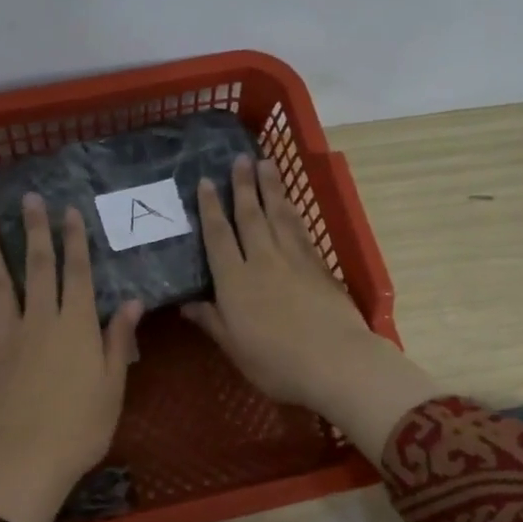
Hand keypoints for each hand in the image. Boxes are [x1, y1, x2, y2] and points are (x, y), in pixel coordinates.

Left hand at [0, 194, 142, 521]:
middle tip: (28, 199)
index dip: (75, 241)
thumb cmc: (82, 426)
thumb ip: (118, 340)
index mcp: (77, 326)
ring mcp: (9, 336)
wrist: (29, 457)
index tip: (69, 212)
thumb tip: (133, 302)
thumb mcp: (113, 385)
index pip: (77, 273)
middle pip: (37, 268)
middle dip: (35, 231)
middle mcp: (41, 321)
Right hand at [183, 155, 438, 463]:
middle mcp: (262, 261)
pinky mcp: (320, 267)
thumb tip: (186, 304)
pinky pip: (301, 230)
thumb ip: (211, 321)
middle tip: (240, 158)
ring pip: (279, 215)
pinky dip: (294, 212)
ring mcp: (294, 260)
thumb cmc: (276, 363)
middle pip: (250, 216)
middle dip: (243, 185)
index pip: (218, 236)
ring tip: (266, 164)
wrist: (336, 362)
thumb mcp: (234, 347)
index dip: (210, 208)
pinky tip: (291, 205)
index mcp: (235, 281)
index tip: (205, 182)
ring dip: (271, 188)